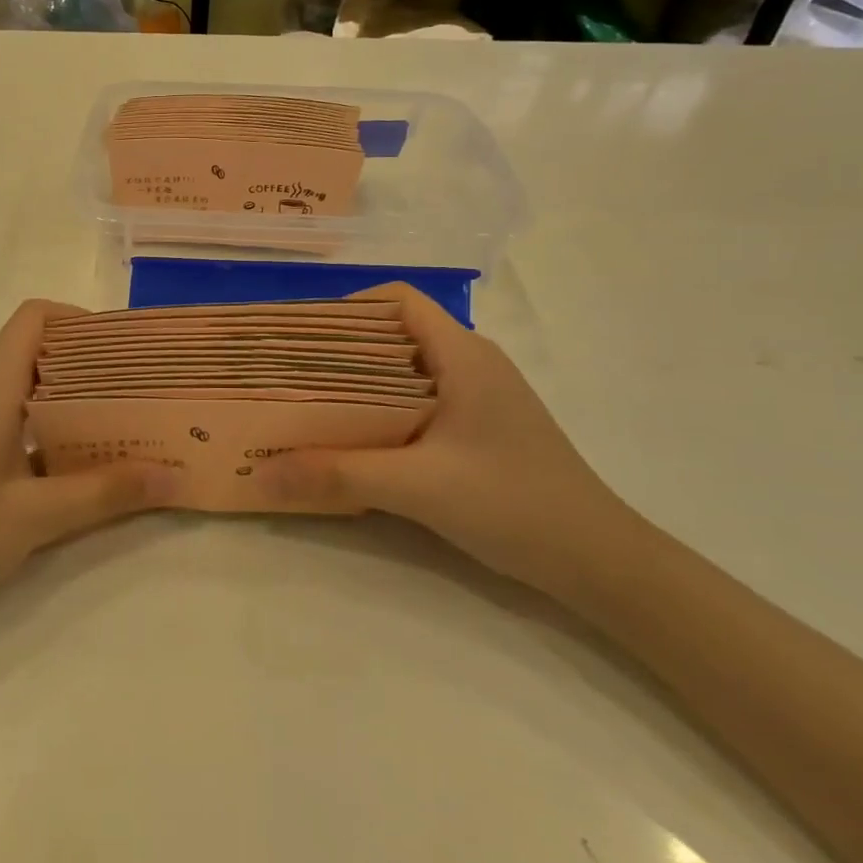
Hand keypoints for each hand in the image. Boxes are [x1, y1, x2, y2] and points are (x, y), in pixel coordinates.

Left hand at [0, 300, 177, 644]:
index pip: (35, 318)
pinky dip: (34, 427)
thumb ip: (104, 494)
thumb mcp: (32, 519)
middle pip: (32, 352)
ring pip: (15, 388)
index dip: (81, 321)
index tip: (125, 352)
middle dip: (87, 370)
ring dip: (63, 403)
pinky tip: (57, 469)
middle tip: (136, 400)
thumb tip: (172, 475)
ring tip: (109, 435)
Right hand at [260, 284, 634, 595]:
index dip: (347, 309)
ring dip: (360, 384)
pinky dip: (384, 410)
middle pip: (396, 334)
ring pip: (407, 370)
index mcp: (463, 354)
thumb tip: (264, 471)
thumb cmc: (513, 504)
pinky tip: (359, 441)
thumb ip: (338, 475)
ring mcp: (481, 395)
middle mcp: (472, 362)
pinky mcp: (482, 426)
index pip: (397, 300)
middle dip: (342, 350)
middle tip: (292, 377)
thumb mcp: (418, 487)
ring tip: (313, 407)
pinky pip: (421, 400)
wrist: (599, 561)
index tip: (302, 340)